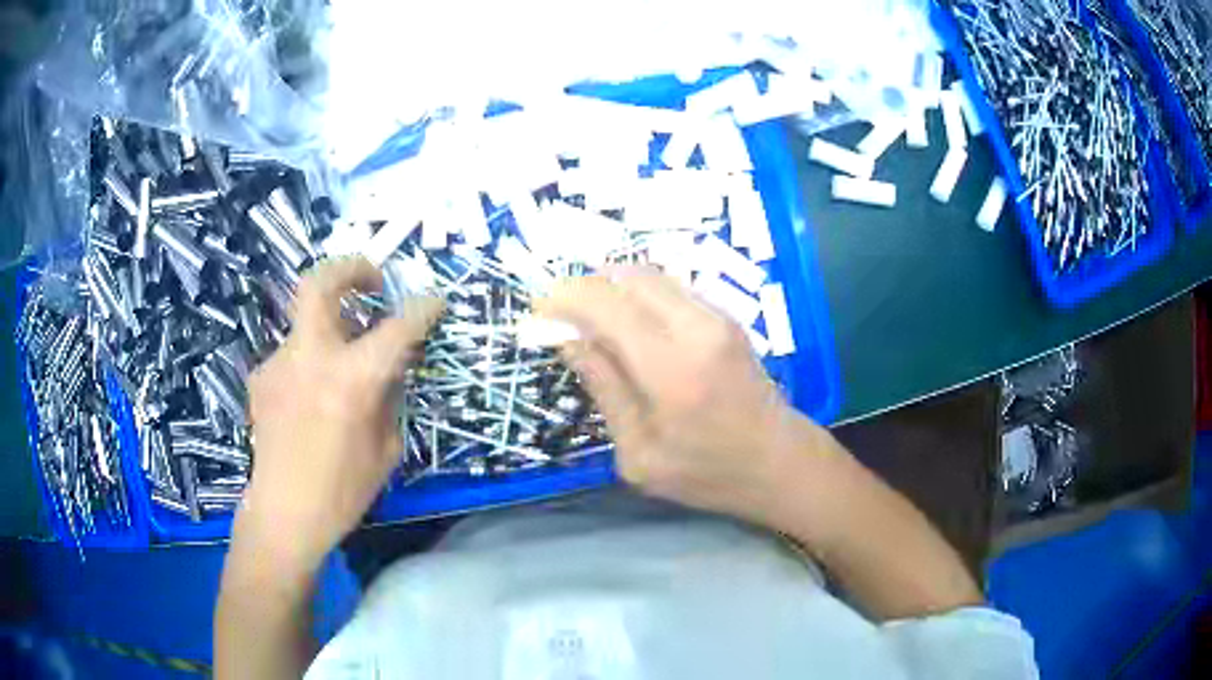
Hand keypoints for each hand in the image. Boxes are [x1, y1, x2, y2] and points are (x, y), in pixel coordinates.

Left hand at [240, 257, 442, 568]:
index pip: (396, 328)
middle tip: (372, 280)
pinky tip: (311, 398)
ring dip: (330, 330)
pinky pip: (293, 355)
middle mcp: (311, 357)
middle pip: (320, 282)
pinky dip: (310, 364)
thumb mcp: (386, 448)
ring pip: (307, 323)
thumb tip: (391, 366)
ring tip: (340, 367)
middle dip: (350, 268)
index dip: (422, 309)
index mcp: (351, 380)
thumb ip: (389, 397)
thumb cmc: (343, 491)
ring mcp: (279, 362)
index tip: (434, 302)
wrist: (283, 514)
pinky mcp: (261, 376)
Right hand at [535, 269, 828, 521]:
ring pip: (648, 275)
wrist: (780, 463)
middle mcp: (696, 326)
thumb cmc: (708, 473)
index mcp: (670, 367)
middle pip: (625, 275)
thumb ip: (604, 387)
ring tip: (591, 324)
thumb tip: (566, 338)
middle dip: (584, 287)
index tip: (537, 314)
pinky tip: (629, 328)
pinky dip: (637, 296)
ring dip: (611, 289)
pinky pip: (669, 288)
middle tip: (562, 318)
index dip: (562, 299)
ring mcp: (717, 316)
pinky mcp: (726, 316)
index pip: (603, 302)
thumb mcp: (639, 453)